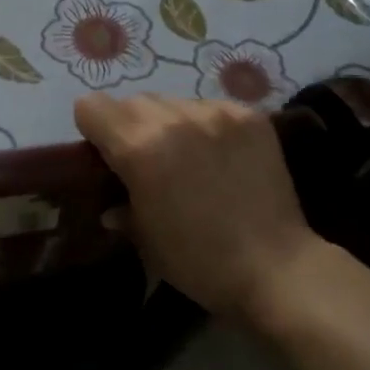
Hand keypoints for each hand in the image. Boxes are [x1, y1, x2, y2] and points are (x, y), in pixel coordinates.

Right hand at [73, 94, 314, 319]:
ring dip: (170, 123)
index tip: (106, 156)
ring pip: (172, 101)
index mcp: (139, 147)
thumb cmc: (200, 262)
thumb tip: (112, 203)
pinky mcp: (249, 115)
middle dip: (131, 126)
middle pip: (132, 101)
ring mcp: (215, 112)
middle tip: (149, 161)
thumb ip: (121, 206)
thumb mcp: (145, 239)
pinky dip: (206, 126)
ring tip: (190, 158)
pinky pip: (210, 106)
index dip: (93, 130)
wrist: (278, 269)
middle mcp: (174, 117)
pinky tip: (222, 156)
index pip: (91, 106)